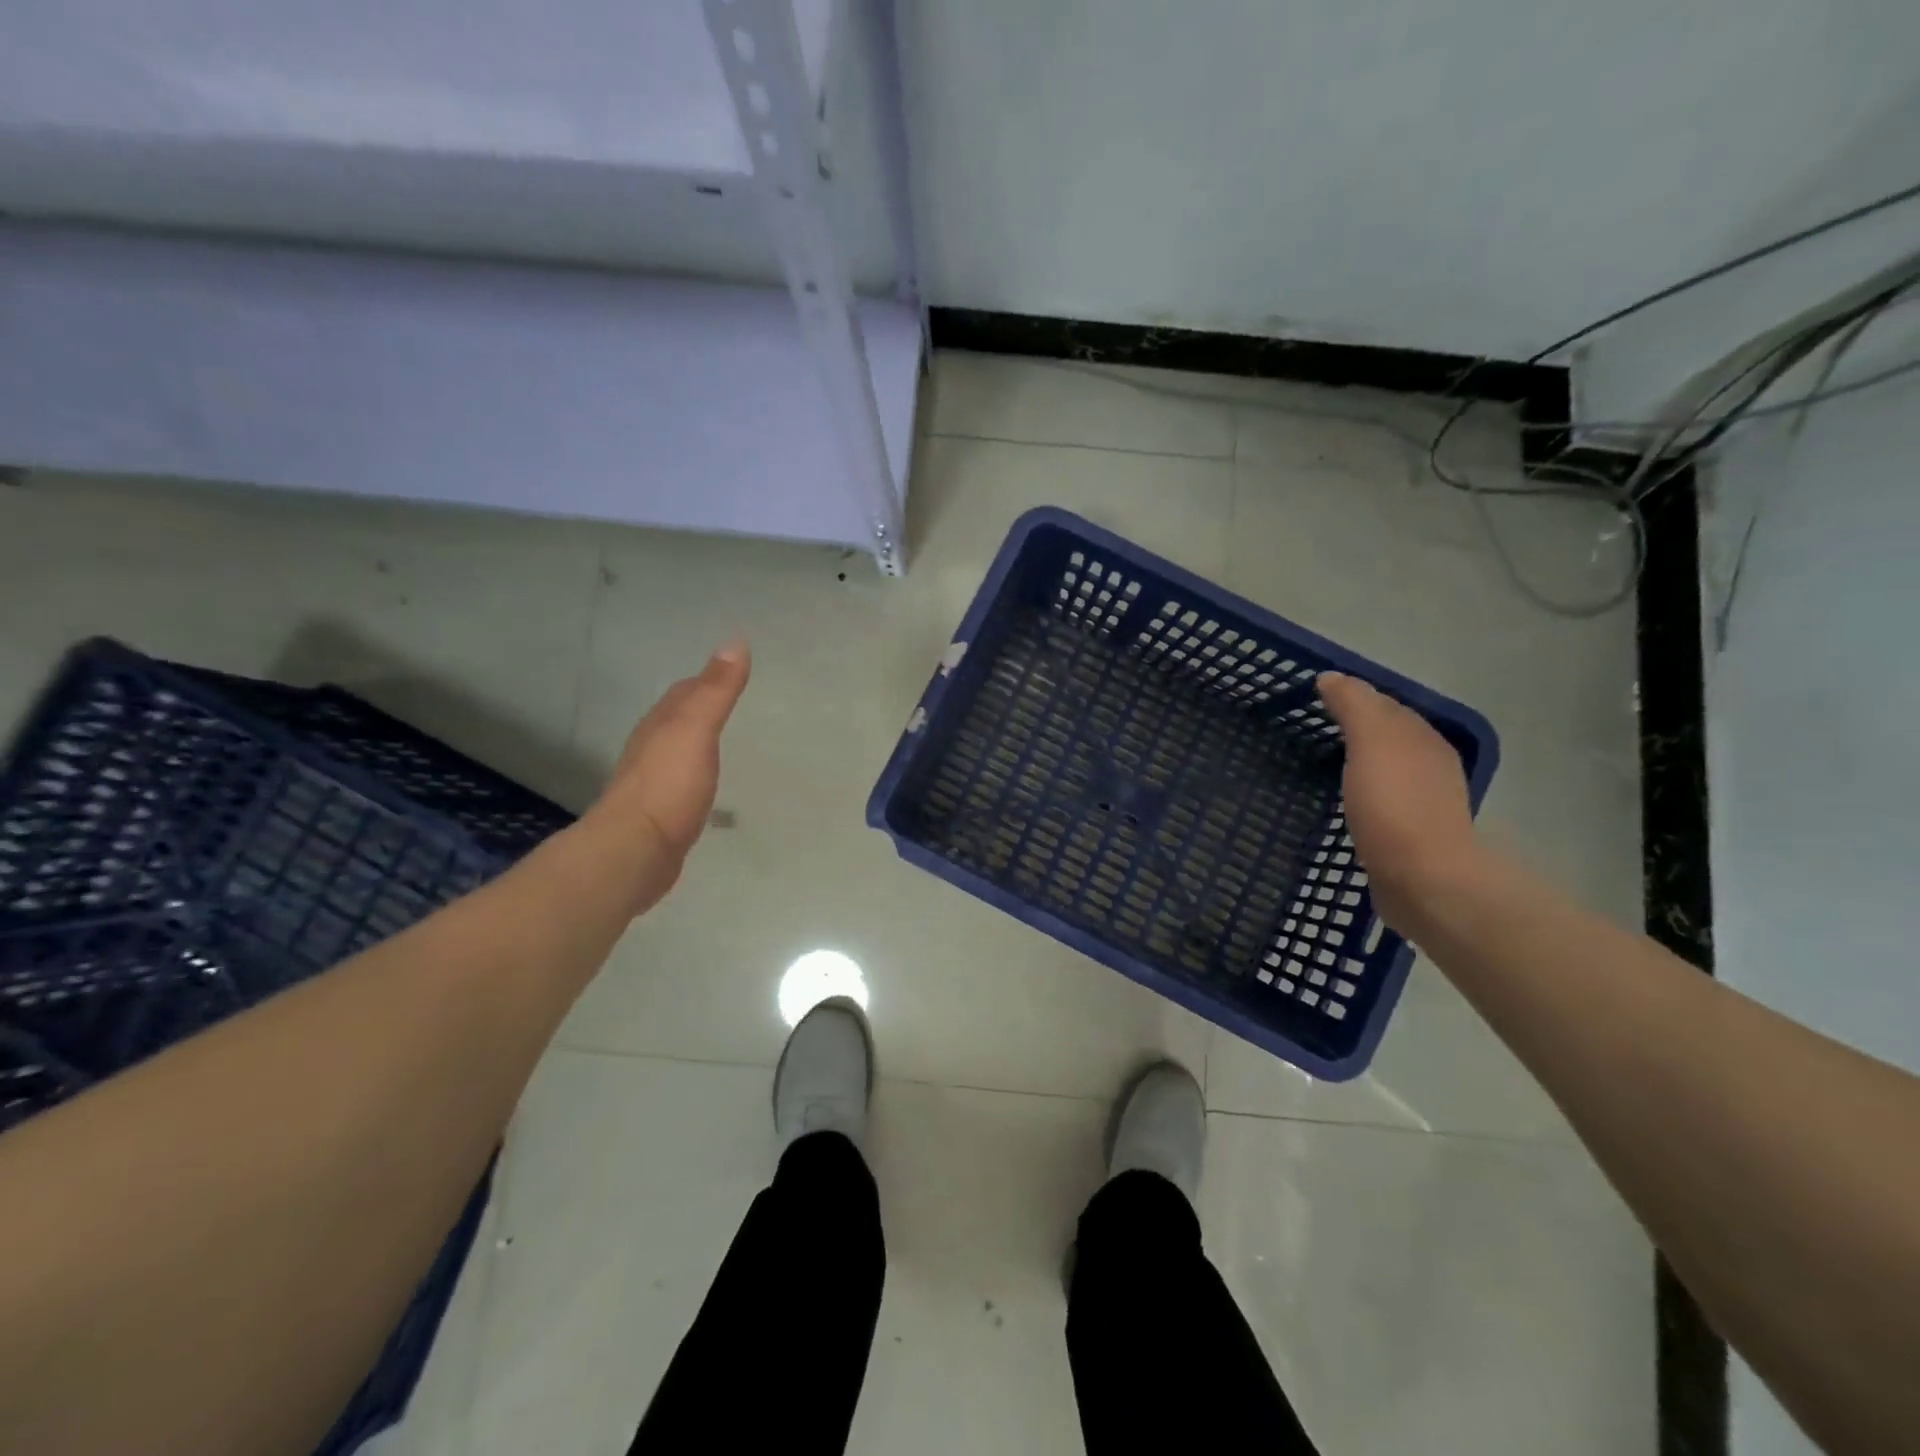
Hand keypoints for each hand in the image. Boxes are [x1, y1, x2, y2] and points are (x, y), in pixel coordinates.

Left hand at [594, 640, 750, 911]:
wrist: (634, 850)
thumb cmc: (668, 786)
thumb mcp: (696, 730)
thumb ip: (716, 690)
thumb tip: (735, 641)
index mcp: (660, 724)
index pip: (684, 692)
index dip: (706, 679)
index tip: (731, 672)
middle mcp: (649, 747)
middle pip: (674, 718)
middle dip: (696, 706)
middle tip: (727, 701)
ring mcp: (649, 781)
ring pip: (673, 749)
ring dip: (692, 740)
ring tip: (715, 739)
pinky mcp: (655, 813)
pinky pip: (676, 780)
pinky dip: (691, 772)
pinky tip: (701, 783)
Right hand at [1317, 671, 1477, 927]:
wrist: (1425, 880)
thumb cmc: (1394, 804)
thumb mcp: (1371, 742)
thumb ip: (1354, 705)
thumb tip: (1331, 677)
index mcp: (1423, 739)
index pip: (1385, 705)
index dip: (1352, 697)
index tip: (1314, 699)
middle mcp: (1429, 765)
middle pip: (1388, 736)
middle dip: (1356, 729)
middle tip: (1312, 730)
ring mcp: (1424, 803)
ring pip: (1386, 770)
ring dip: (1360, 763)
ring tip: (1324, 765)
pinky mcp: (1411, 837)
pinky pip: (1382, 802)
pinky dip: (1363, 795)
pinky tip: (1345, 804)